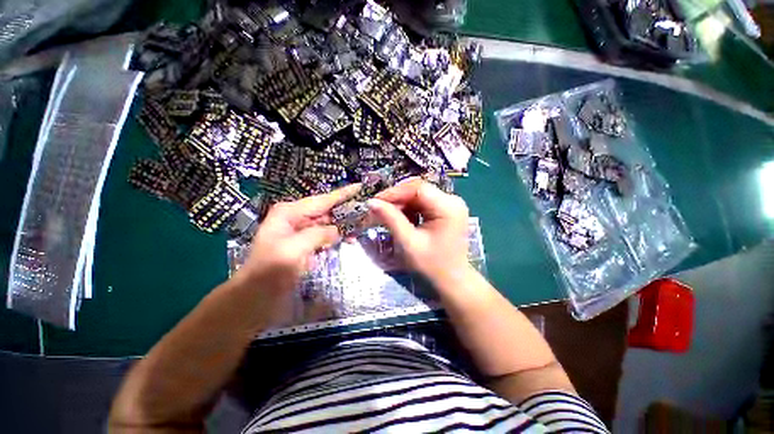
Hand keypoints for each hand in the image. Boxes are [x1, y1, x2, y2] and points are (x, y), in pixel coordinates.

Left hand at [237, 184, 360, 292]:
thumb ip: (318, 234)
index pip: (323, 200)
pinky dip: (337, 237)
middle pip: (327, 210)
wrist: (254, 298)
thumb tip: (338, 231)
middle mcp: (296, 218)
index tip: (361, 187)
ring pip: (328, 224)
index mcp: (290, 213)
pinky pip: (325, 236)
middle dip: (347, 210)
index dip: (343, 193)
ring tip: (363, 226)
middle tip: (368, 210)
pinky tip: (349, 239)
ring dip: (344, 225)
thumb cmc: (270, 271)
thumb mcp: (293, 250)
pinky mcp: (305, 245)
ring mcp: (301, 232)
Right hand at [367, 179, 469, 284]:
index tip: (375, 201)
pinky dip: (410, 210)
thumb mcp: (408, 242)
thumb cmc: (432, 265)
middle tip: (378, 209)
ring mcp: (450, 205)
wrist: (452, 281)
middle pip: (419, 191)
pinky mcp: (446, 211)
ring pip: (419, 197)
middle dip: (397, 199)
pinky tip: (401, 219)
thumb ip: (391, 219)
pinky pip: (424, 204)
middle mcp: (452, 201)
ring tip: (387, 215)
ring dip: (402, 205)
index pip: (418, 189)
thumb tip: (371, 202)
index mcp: (448, 207)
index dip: (395, 192)